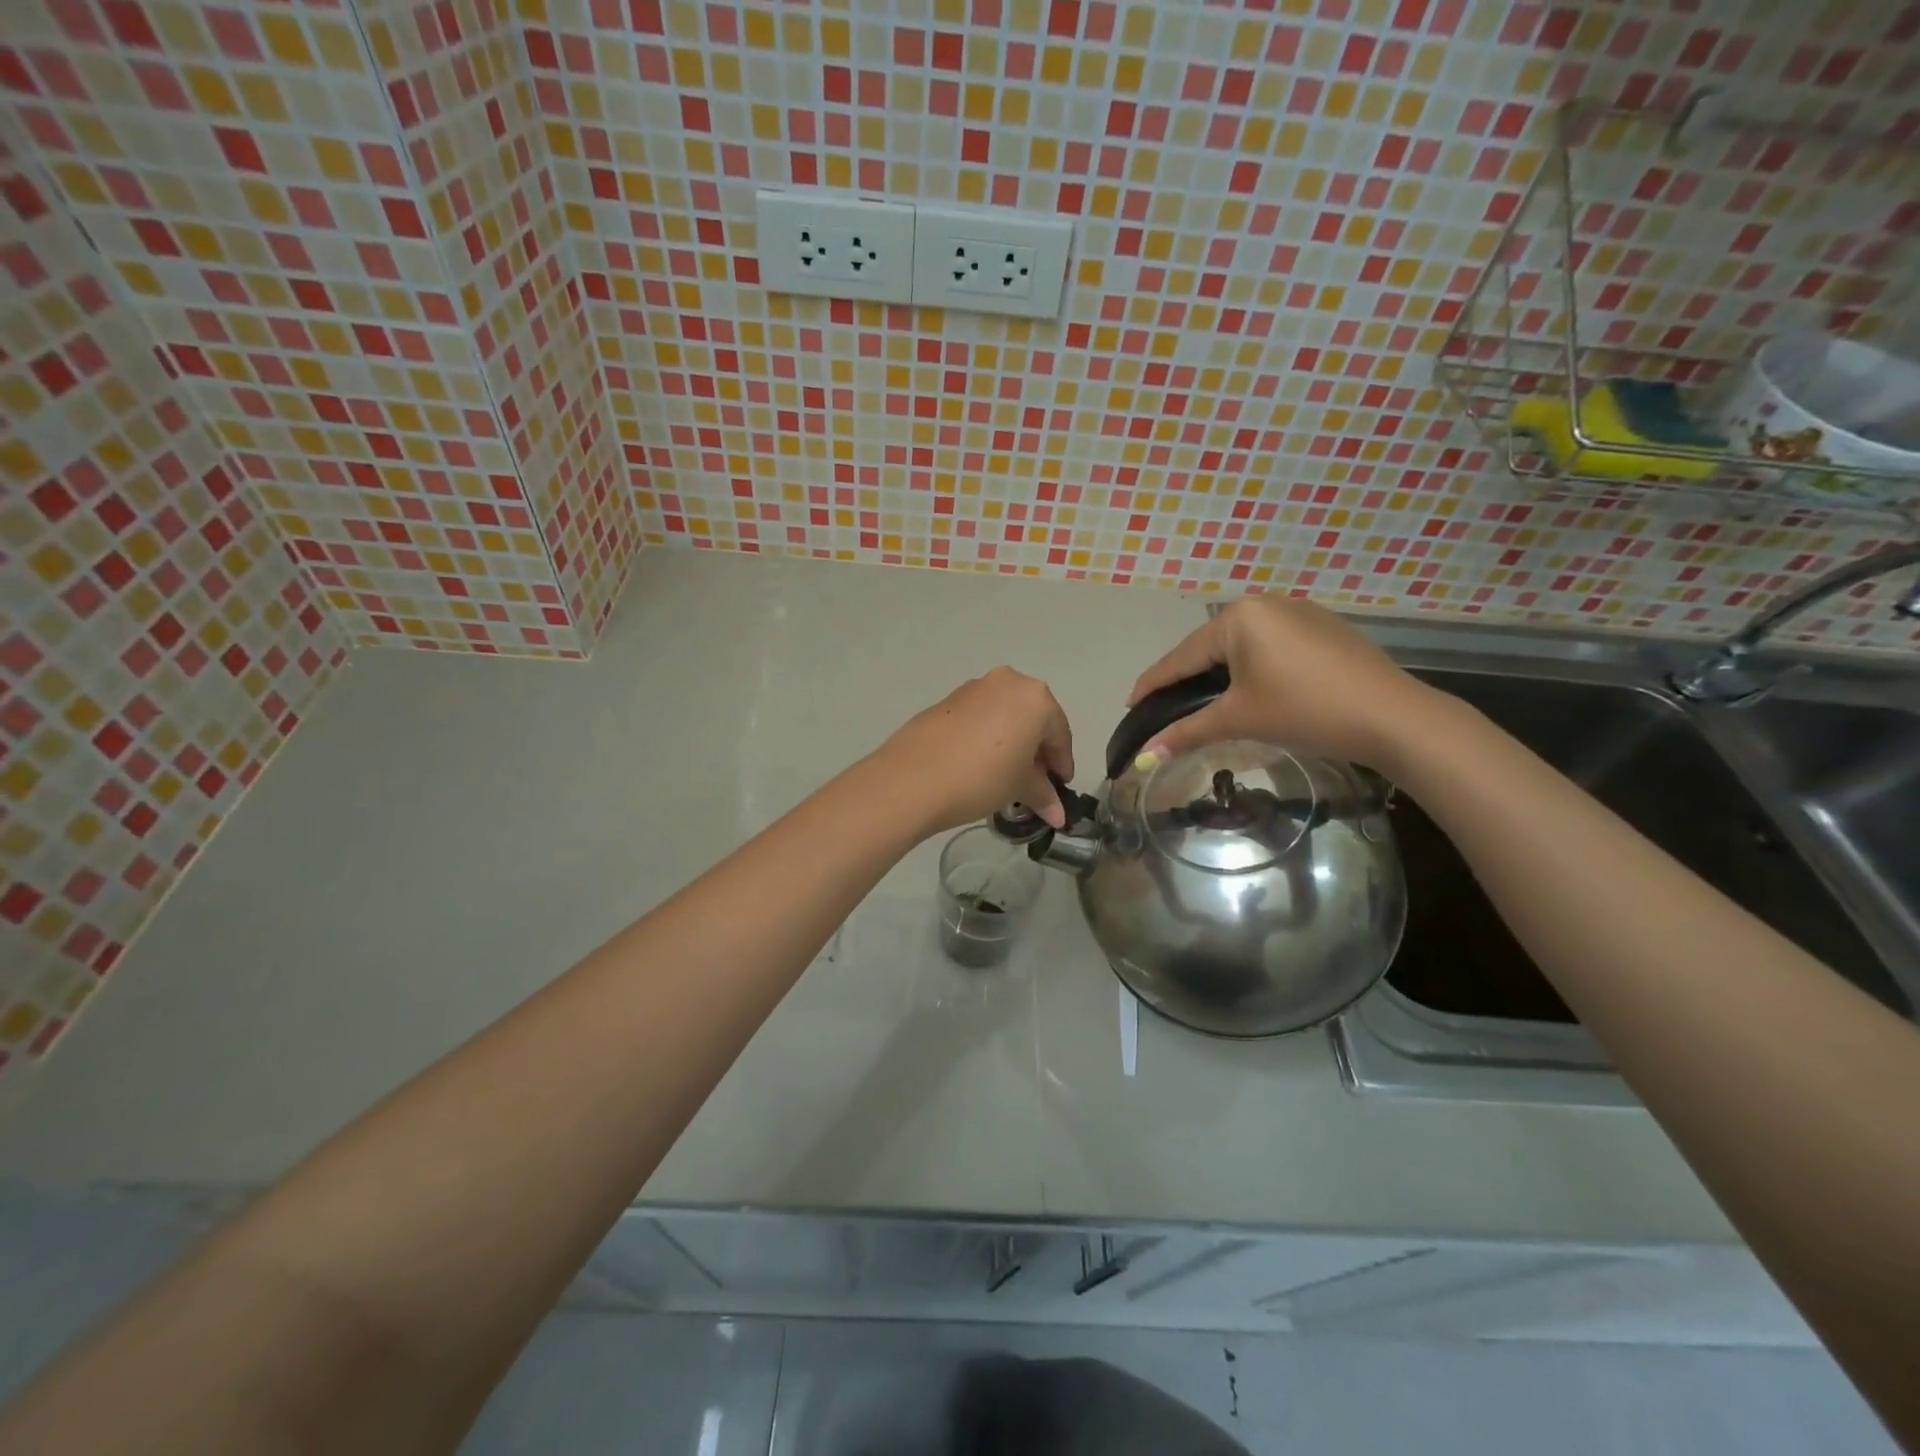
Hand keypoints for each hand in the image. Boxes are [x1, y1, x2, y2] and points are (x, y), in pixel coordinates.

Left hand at [878, 668, 1075, 832]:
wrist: (912, 778)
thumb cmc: (982, 777)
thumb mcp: (1019, 787)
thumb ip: (1043, 795)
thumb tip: (1059, 815)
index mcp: (1035, 698)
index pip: (1060, 734)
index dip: (1062, 765)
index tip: (1061, 789)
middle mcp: (1008, 682)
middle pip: (1034, 720)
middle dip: (1038, 752)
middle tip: (1036, 784)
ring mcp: (975, 687)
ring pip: (1006, 716)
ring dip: (1013, 743)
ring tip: (1007, 776)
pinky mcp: (948, 699)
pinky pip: (981, 717)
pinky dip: (989, 737)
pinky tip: (981, 764)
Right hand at [1127, 597, 1438, 772]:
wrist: (1393, 717)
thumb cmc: (1305, 710)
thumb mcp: (1239, 719)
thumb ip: (1186, 732)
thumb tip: (1142, 757)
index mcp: (1238, 617)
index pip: (1181, 656)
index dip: (1153, 684)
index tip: (1130, 704)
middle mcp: (1264, 602)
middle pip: (1209, 647)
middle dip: (1186, 678)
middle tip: (1164, 707)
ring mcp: (1298, 611)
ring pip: (1241, 646)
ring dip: (1219, 673)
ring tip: (1203, 701)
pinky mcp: (1322, 627)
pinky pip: (1270, 645)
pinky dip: (1252, 667)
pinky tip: (1251, 688)